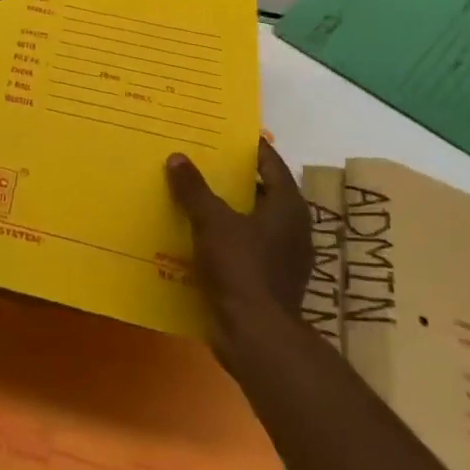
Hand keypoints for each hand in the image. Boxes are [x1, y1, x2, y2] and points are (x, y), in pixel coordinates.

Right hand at [168, 139, 313, 344]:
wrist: (256, 335)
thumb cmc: (241, 267)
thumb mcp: (211, 221)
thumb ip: (194, 189)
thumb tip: (177, 157)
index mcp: (288, 206)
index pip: (271, 164)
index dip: (250, 148)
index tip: (227, 134)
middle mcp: (293, 228)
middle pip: (261, 192)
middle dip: (234, 178)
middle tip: (203, 161)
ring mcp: (284, 258)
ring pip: (252, 221)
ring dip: (227, 210)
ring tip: (194, 195)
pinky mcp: (269, 281)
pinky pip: (245, 248)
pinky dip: (225, 238)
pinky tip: (197, 235)